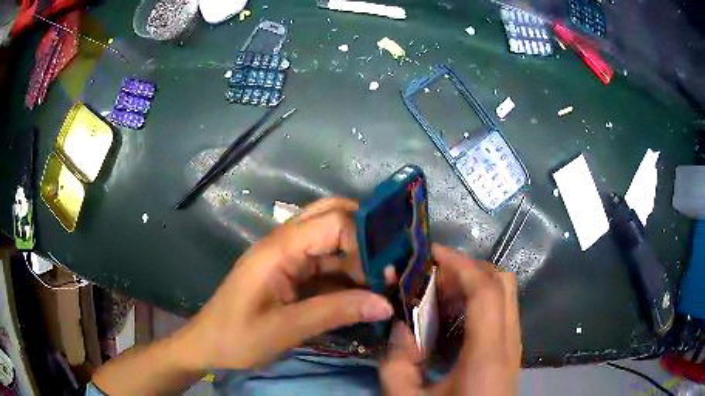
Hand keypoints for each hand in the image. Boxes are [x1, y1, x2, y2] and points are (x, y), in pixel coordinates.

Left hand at [176, 198, 393, 370]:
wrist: (208, 345)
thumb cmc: (237, 337)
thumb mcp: (285, 329)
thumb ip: (335, 312)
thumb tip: (385, 304)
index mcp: (278, 249)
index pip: (332, 222)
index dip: (365, 239)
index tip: (389, 270)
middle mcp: (284, 243)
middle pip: (331, 216)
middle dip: (365, 234)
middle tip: (392, 262)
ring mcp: (288, 258)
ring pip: (331, 241)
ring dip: (359, 257)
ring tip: (386, 281)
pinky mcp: (291, 274)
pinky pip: (326, 265)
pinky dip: (348, 275)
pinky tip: (366, 292)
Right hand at [380, 244, 520, 395]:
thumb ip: (397, 364)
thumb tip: (400, 326)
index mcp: (488, 354)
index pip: (486, 289)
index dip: (459, 264)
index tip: (428, 253)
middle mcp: (508, 342)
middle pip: (502, 283)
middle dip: (466, 269)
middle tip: (430, 275)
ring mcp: (512, 346)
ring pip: (503, 295)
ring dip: (471, 284)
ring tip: (436, 294)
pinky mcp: (508, 353)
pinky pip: (499, 312)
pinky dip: (476, 303)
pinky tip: (449, 320)